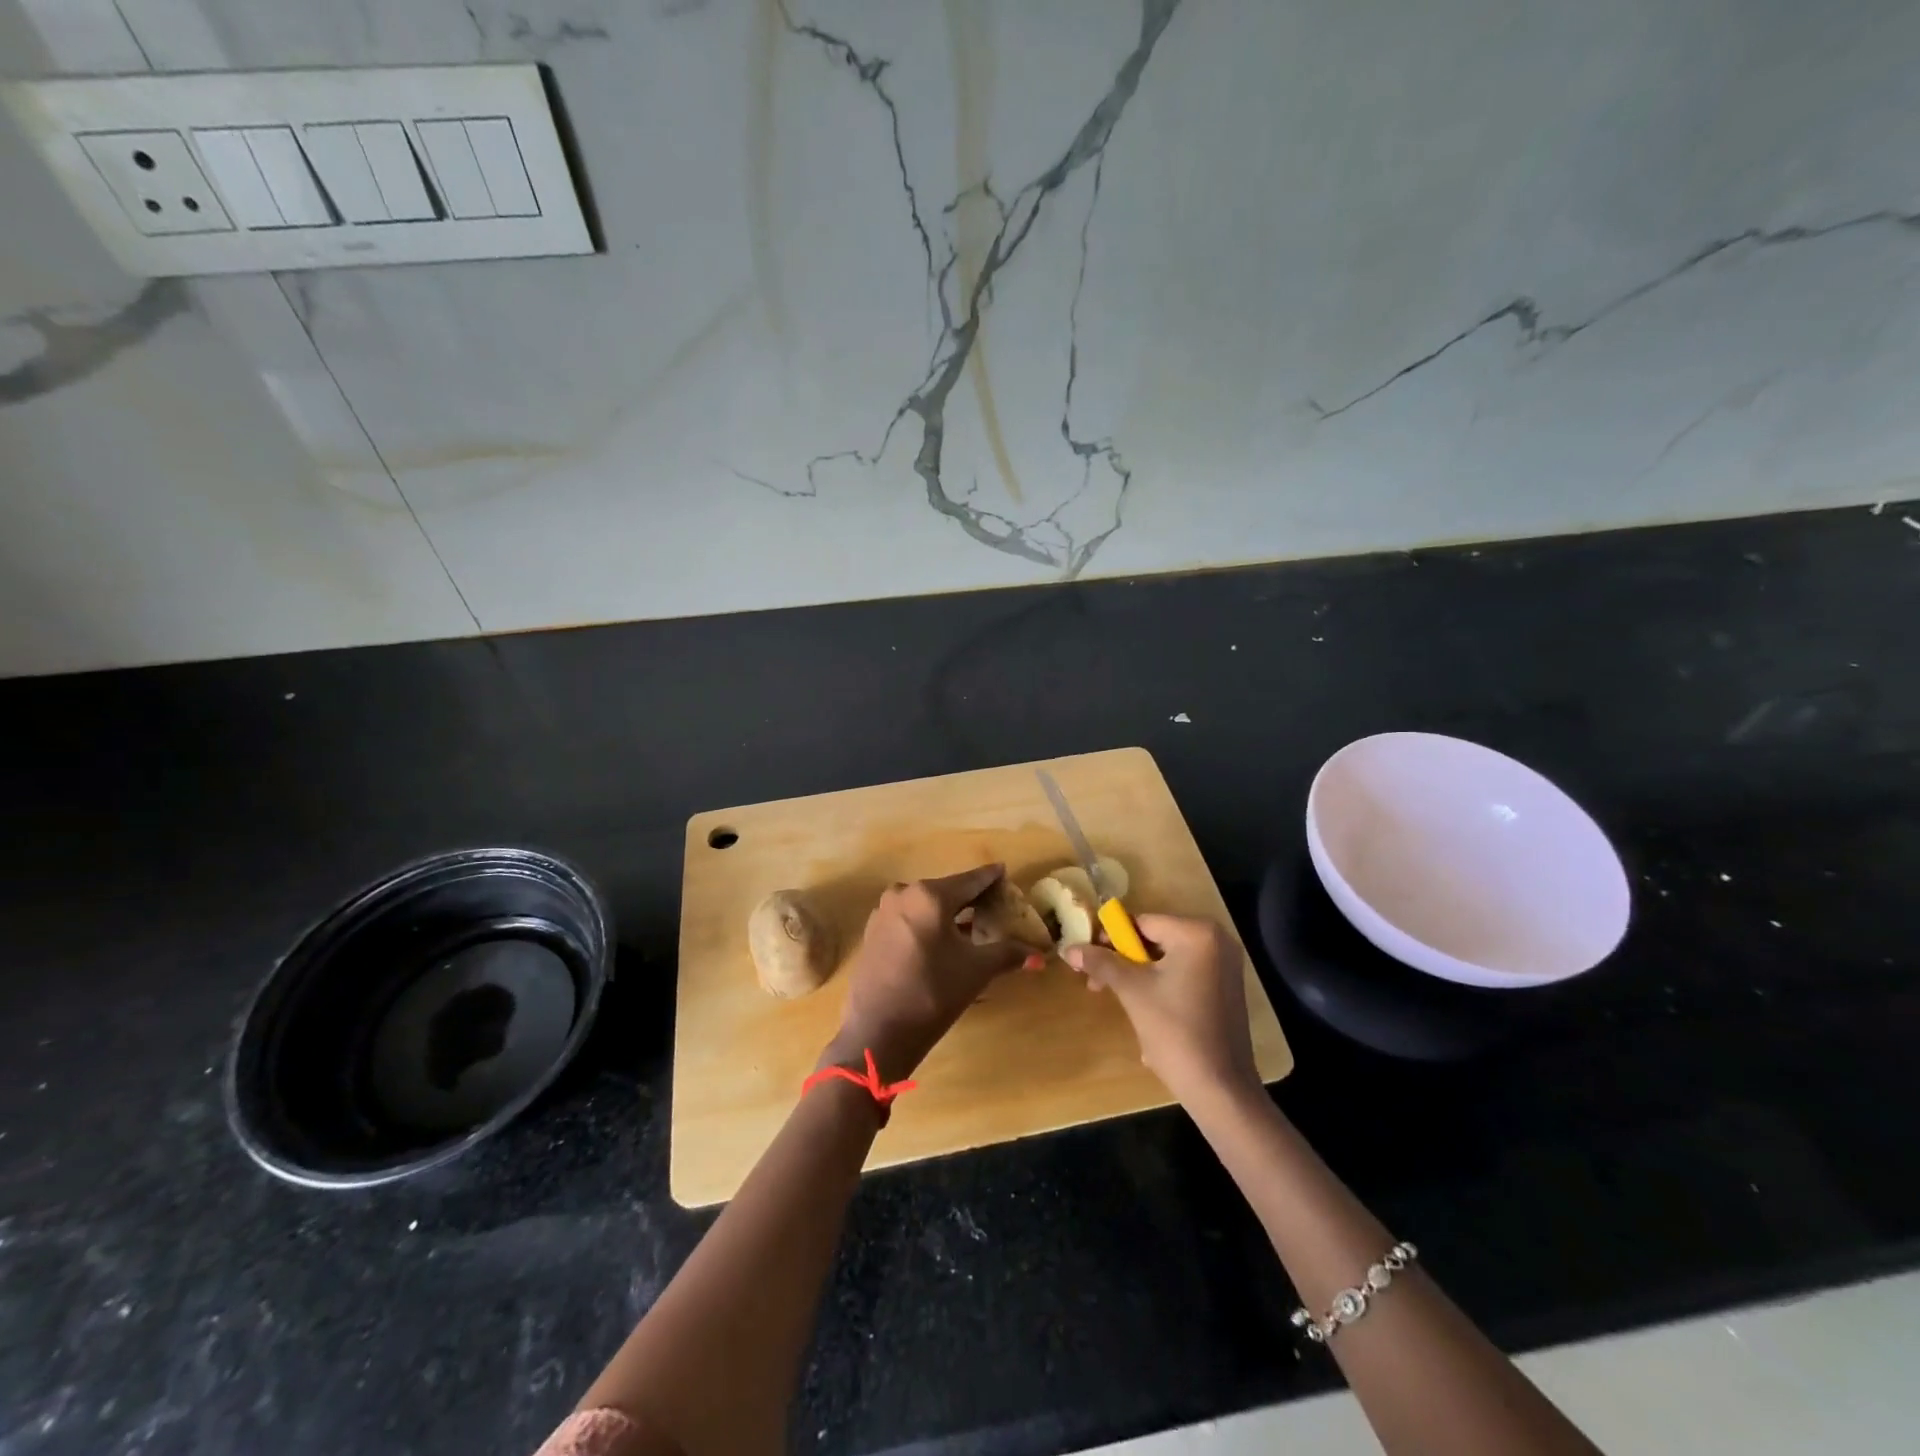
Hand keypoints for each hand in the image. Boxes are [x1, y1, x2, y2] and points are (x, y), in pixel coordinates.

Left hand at [822, 864, 1037, 1081]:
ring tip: (970, 924)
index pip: (970, 880)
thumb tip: (1039, 956)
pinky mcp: (873, 932)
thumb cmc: (932, 993)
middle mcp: (903, 894)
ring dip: (948, 912)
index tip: (1005, 872)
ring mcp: (884, 912)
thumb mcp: (976, 971)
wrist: (878, 1031)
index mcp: (930, 895)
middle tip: (993, 904)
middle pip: (947, 890)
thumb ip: (1008, 954)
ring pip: (926, 905)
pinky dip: (928, 924)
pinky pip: (909, 918)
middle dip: (971, 898)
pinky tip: (941, 941)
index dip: (991, 878)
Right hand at [1064, 914, 1260, 1108]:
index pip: (1142, 922)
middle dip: (1125, 960)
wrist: (1219, 1088)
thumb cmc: (1175, 1031)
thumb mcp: (1132, 991)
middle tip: (1099, 983)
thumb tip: (1068, 948)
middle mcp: (1217, 940)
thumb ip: (1101, 963)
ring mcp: (1226, 964)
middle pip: (1156, 939)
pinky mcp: (1228, 987)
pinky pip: (1186, 973)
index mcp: (1197, 933)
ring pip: (1169, 958)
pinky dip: (1164, 984)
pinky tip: (1149, 1011)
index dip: (1111, 939)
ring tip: (1122, 1000)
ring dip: (1141, 975)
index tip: (1089, 960)